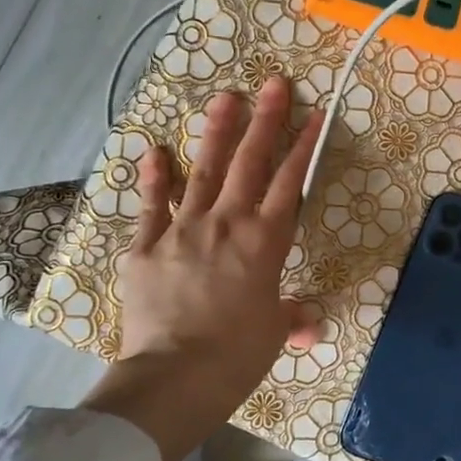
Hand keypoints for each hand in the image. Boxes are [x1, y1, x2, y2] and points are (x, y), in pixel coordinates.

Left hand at [82, 77, 320, 460]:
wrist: (176, 377)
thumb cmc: (236, 357)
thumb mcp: (272, 334)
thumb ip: (291, 318)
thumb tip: (309, 324)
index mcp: (265, 243)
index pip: (290, 184)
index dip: (304, 147)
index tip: (314, 113)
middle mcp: (227, 224)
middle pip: (251, 163)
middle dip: (266, 121)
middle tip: (273, 83)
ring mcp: (183, 230)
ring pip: (205, 171)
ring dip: (217, 133)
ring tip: (225, 97)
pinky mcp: (145, 247)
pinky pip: (151, 205)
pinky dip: (153, 178)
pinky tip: (155, 150)